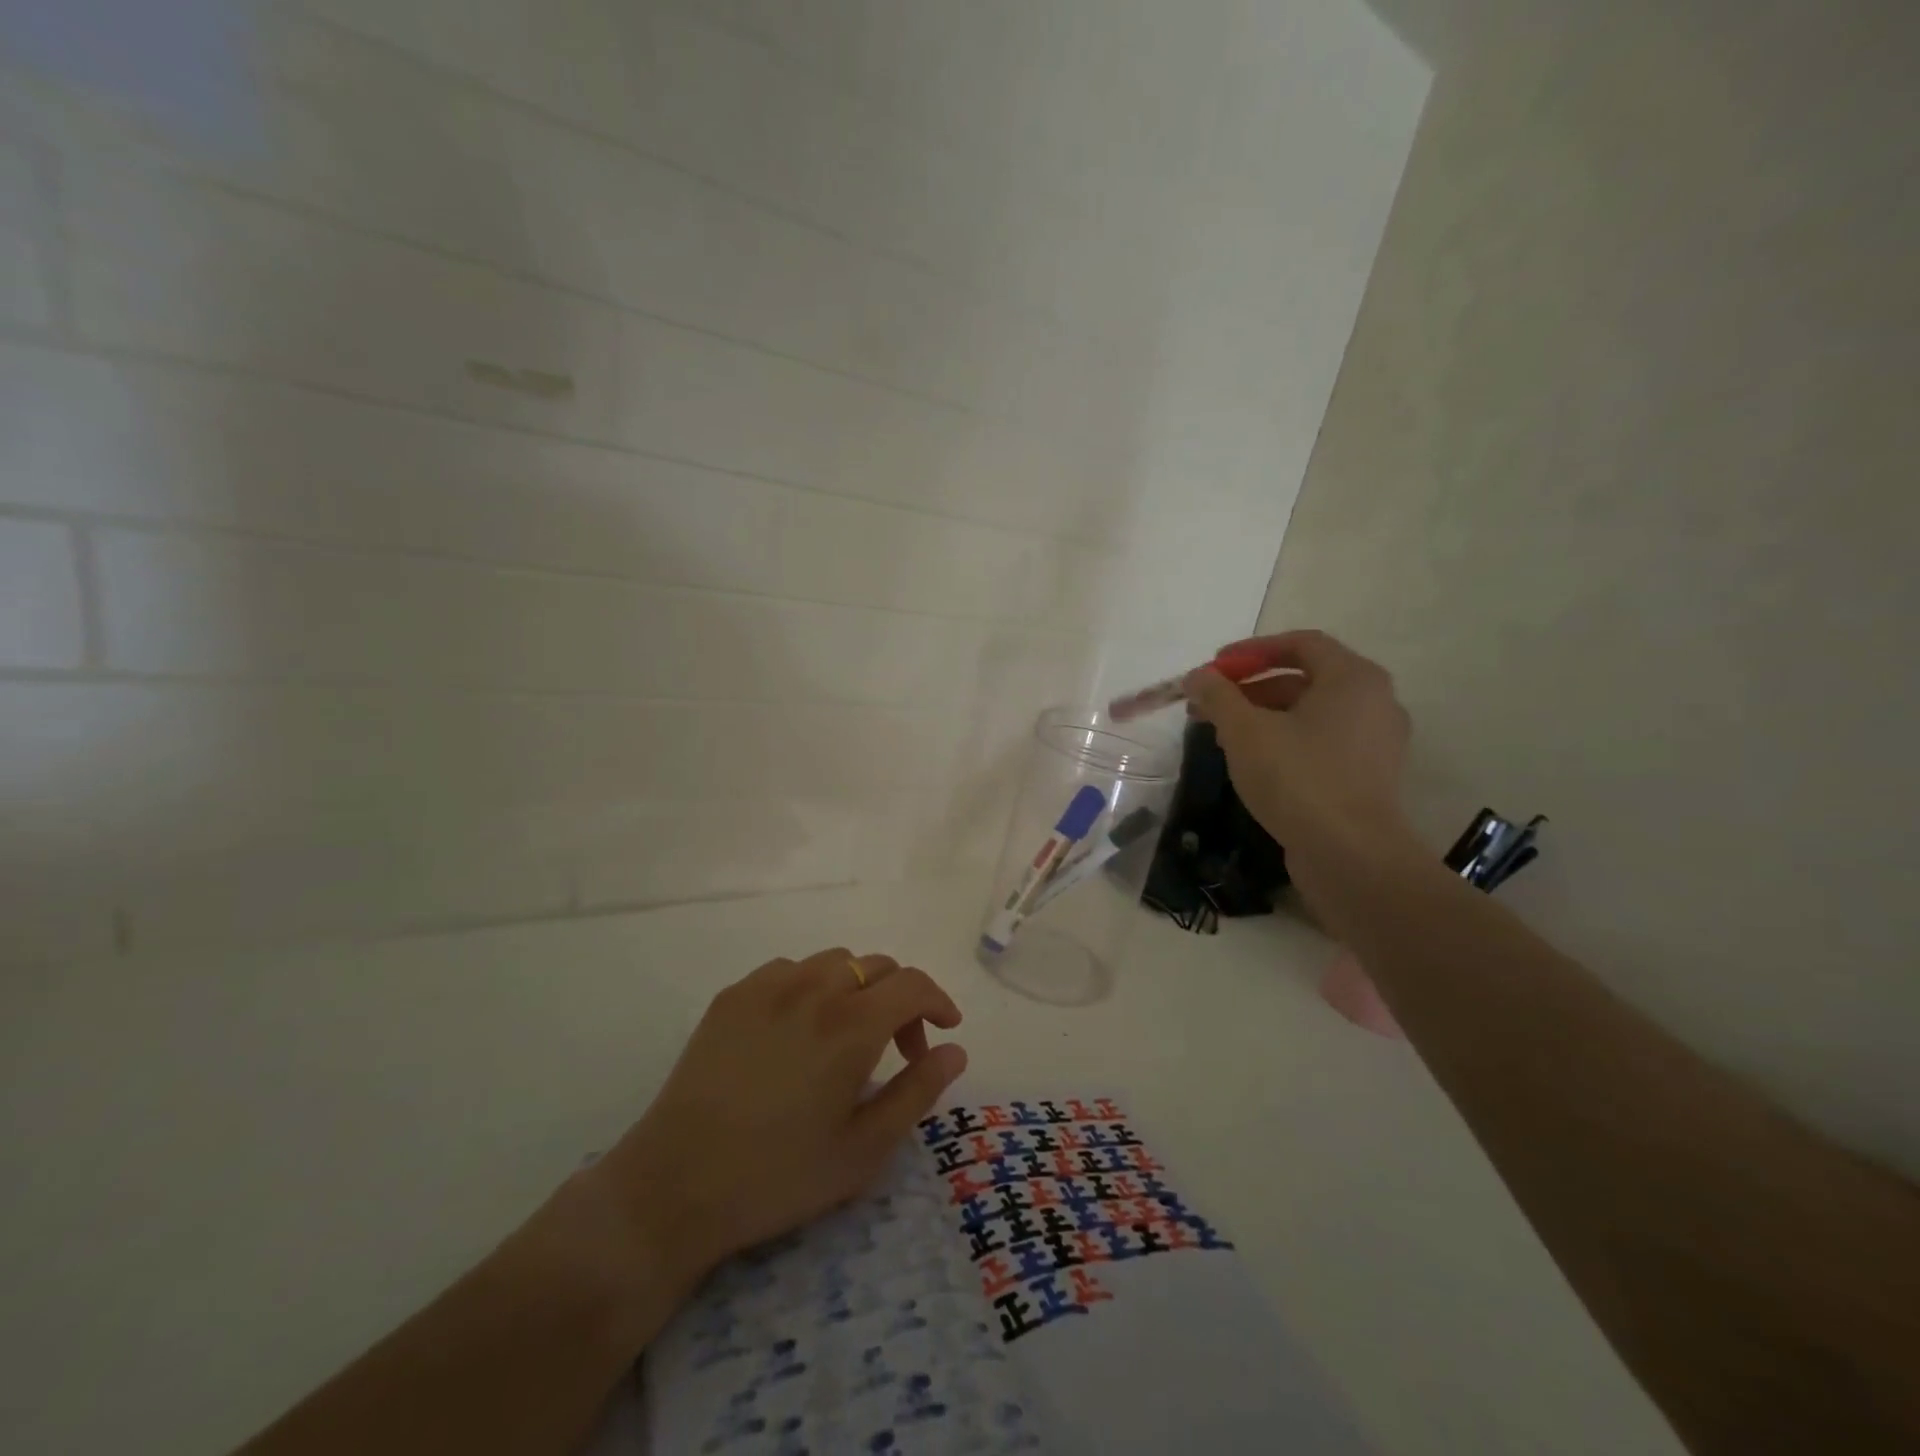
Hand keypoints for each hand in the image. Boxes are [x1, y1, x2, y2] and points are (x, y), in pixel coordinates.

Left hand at [591, 948, 966, 1291]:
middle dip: (901, 999)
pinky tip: (799, 1028)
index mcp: (852, 1024)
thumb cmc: (779, 1175)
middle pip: (877, 966)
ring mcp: (768, 986)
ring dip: (858, 988)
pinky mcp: (733, 995)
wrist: (675, 1185)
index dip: (938, 1002)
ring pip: (834, 961)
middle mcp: (814, 988)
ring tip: (847, 1035)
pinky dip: (812, 986)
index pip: (913, 984)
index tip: (945, 1030)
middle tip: (897, 1049)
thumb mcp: (864, 1148)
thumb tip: (955, 1050)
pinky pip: (789, 969)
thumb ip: (918, 1091)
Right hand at [1184, 629, 1413, 864]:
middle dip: (1250, 688)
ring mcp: (1375, 742)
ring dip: (1263, 716)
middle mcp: (1375, 702)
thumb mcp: (1244, 731)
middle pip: (1304, 678)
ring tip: (1221, 736)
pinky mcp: (1368, 776)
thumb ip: (1218, 696)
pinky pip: (1321, 742)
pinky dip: (1285, 741)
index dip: (1251, 650)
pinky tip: (1252, 763)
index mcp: (1353, 678)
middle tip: (1208, 705)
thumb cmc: (1298, 778)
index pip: (1301, 643)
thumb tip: (1197, 677)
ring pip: (1310, 714)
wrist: (1350, 855)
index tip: (1213, 668)